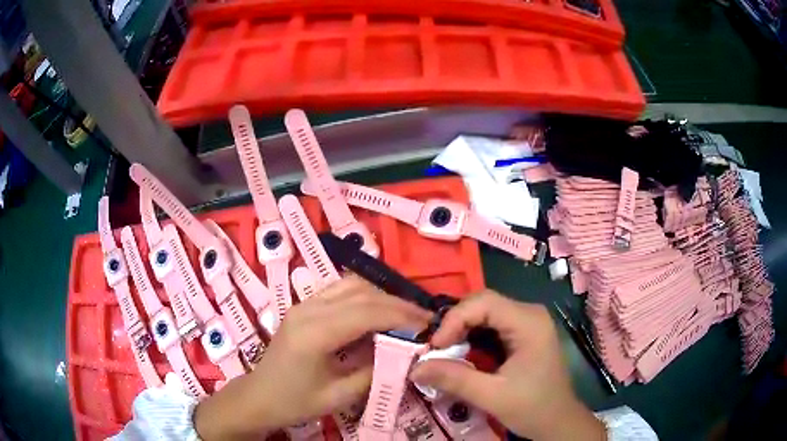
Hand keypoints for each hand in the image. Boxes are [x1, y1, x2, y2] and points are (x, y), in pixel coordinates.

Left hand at [194, 276, 431, 439]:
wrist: (259, 396)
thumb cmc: (295, 401)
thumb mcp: (339, 396)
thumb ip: (375, 373)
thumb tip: (407, 355)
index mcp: (314, 333)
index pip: (367, 312)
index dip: (402, 315)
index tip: (428, 324)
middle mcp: (307, 309)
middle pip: (361, 292)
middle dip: (397, 304)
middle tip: (423, 320)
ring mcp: (303, 303)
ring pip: (351, 284)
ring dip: (382, 296)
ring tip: (404, 316)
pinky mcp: (303, 306)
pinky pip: (340, 290)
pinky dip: (365, 297)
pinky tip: (377, 313)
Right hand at [410, 291, 605, 440]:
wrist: (558, 421)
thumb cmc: (533, 407)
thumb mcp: (492, 396)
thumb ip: (454, 379)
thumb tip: (414, 368)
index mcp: (529, 322)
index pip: (483, 302)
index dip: (454, 320)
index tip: (435, 347)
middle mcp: (529, 314)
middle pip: (483, 304)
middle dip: (455, 324)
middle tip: (436, 350)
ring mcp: (527, 323)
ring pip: (484, 314)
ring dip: (461, 331)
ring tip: (444, 353)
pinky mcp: (523, 334)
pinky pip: (491, 326)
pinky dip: (471, 337)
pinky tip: (462, 354)